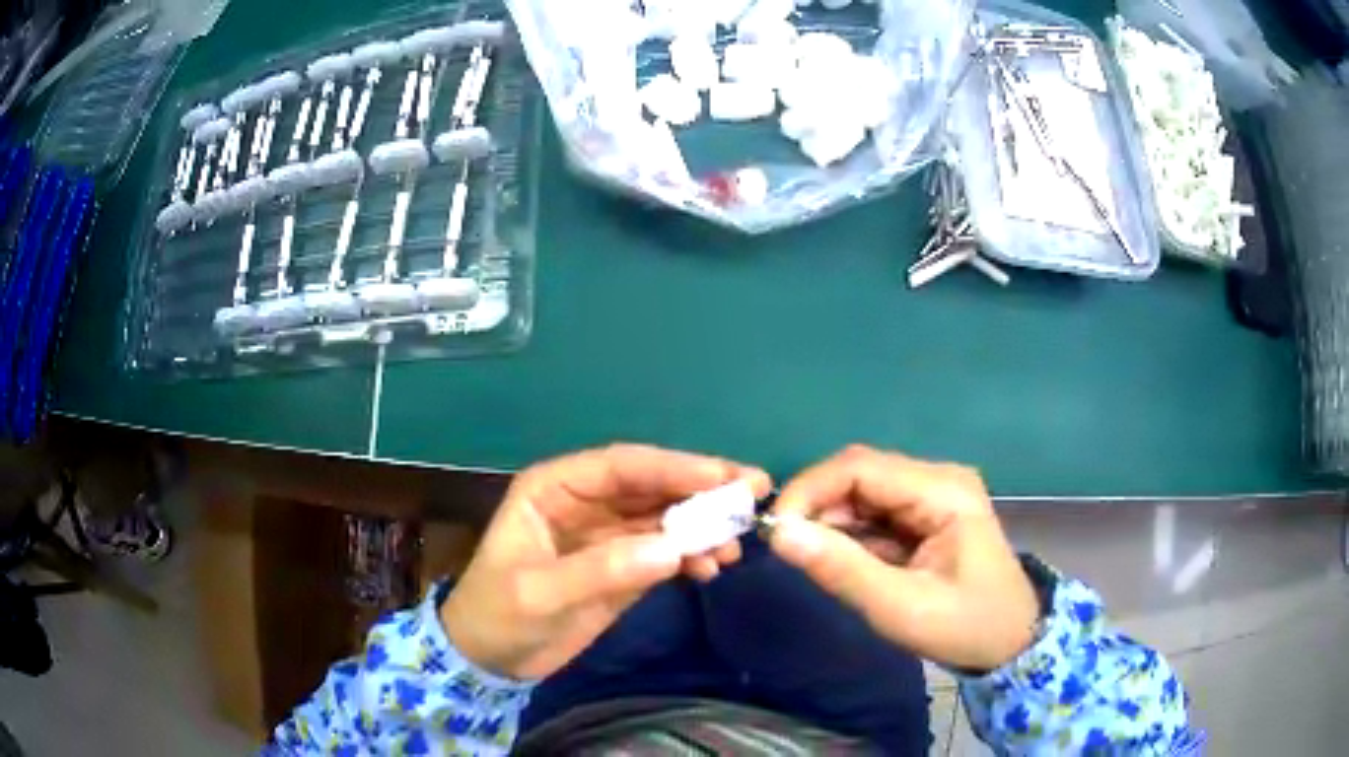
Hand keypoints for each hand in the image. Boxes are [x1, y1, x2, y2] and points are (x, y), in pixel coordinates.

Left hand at [441, 444, 771, 679]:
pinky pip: (667, 550)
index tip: (725, 477)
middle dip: (702, 490)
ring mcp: (608, 534)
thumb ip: (603, 570)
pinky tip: (713, 568)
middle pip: (652, 486)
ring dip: (704, 525)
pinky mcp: (624, 565)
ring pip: (666, 516)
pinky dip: (693, 555)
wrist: (490, 659)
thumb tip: (674, 549)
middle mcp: (586, 502)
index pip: (622, 466)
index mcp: (555, 488)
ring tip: (736, 546)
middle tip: (754, 494)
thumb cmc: (499, 615)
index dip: (675, 467)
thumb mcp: (540, 594)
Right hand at [767, 446, 1037, 671]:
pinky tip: (839, 561)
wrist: (1010, 643)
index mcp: (943, 491)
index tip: (774, 530)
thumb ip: (842, 571)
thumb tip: (780, 534)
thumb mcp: (901, 608)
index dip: (810, 489)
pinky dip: (848, 535)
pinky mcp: (925, 515)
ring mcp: (932, 496)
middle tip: (785, 549)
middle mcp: (937, 480)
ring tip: (809, 560)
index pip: (861, 468)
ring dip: (829, 522)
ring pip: (862, 493)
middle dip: (816, 507)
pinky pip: (874, 513)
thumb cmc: (964, 627)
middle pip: (859, 474)